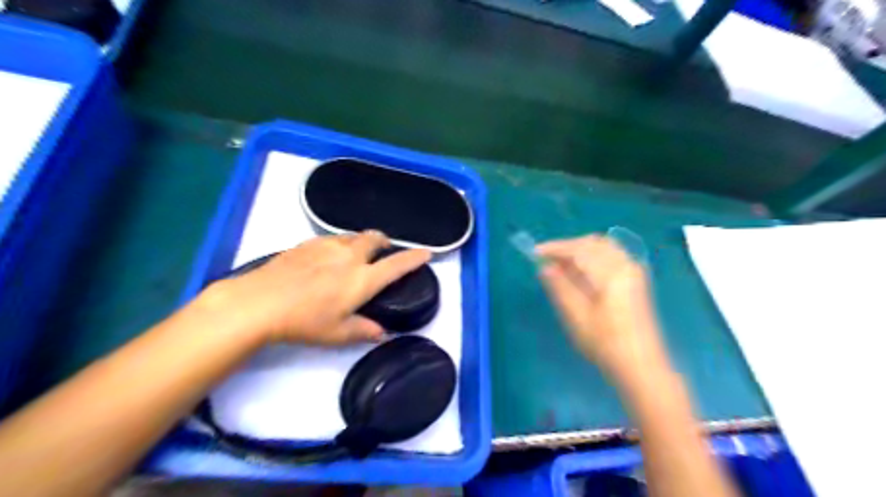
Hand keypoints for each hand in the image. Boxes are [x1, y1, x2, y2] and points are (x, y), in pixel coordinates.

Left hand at [204, 231, 432, 344]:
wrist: (259, 302)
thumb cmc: (303, 321)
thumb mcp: (337, 334)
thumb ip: (364, 330)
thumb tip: (382, 332)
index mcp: (362, 279)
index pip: (397, 265)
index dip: (415, 258)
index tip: (427, 253)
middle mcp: (350, 256)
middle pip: (375, 238)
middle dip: (385, 241)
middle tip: (384, 250)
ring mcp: (328, 246)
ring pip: (353, 235)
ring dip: (362, 241)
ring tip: (356, 253)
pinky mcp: (308, 243)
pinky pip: (332, 238)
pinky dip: (340, 243)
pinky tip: (328, 256)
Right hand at [536, 236, 668, 381]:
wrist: (641, 365)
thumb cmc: (605, 342)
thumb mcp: (576, 315)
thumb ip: (559, 286)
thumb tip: (544, 267)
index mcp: (611, 272)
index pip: (579, 249)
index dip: (555, 248)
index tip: (536, 252)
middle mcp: (625, 264)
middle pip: (592, 243)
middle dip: (568, 247)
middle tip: (547, 261)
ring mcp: (633, 271)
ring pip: (603, 247)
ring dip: (581, 251)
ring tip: (562, 267)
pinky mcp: (636, 280)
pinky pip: (612, 256)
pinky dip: (594, 257)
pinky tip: (582, 273)